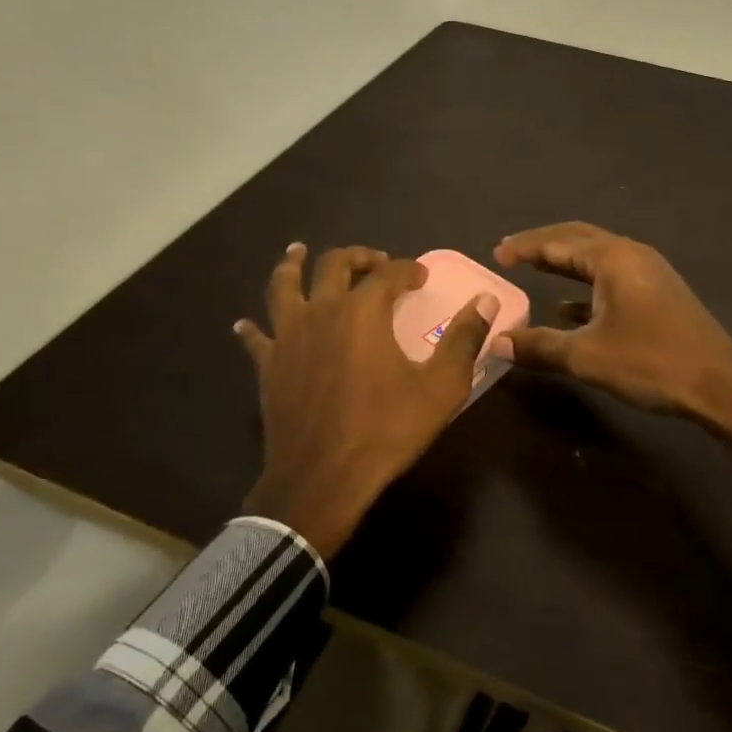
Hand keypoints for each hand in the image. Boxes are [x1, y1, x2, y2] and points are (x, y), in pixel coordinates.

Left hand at [235, 243, 498, 558]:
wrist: (323, 478)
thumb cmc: (386, 430)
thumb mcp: (441, 387)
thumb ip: (464, 339)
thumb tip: (485, 300)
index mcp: (363, 312)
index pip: (388, 273)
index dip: (407, 269)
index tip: (420, 276)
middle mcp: (322, 311)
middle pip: (334, 265)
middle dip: (358, 256)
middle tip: (374, 261)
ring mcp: (288, 337)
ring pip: (284, 286)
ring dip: (292, 265)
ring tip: (297, 252)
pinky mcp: (268, 366)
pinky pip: (256, 338)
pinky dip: (253, 328)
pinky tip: (246, 324)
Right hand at [493, 223, 731, 456]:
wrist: (719, 385)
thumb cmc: (651, 363)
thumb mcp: (588, 357)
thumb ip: (540, 346)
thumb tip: (497, 342)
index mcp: (614, 259)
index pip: (558, 242)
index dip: (525, 247)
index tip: (496, 255)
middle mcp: (632, 255)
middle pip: (578, 239)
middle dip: (543, 245)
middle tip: (510, 254)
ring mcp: (649, 273)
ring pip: (597, 258)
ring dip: (565, 263)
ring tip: (534, 270)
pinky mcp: (658, 293)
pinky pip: (612, 278)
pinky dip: (585, 285)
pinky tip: (567, 307)